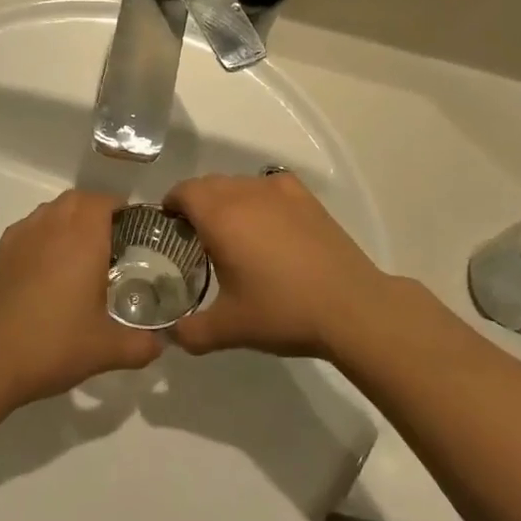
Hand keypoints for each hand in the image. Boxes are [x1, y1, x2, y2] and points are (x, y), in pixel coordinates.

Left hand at [0, 191, 163, 408]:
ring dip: (68, 221)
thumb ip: (141, 346)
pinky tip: (47, 272)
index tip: (135, 233)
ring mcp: (20, 237)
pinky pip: (28, 229)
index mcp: (82, 237)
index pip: (105, 201)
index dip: (122, 211)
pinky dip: (43, 236)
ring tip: (80, 256)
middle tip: (112, 244)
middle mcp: (51, 226)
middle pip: (77, 200)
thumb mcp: (106, 350)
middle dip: (97, 212)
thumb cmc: (52, 345)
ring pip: (50, 211)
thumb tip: (160, 344)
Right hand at [164, 171, 400, 360]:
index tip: (170, 229)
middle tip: (197, 238)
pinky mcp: (306, 197)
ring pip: (239, 184)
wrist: (350, 307)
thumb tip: (169, 336)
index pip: (183, 192)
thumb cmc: (282, 312)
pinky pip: (268, 186)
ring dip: (227, 200)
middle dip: (197, 204)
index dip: (170, 206)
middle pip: (209, 184)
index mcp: (220, 216)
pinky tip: (269, 226)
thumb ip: (190, 332)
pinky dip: (259, 198)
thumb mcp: (229, 328)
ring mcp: (279, 191)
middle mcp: (246, 192)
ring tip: (235, 234)